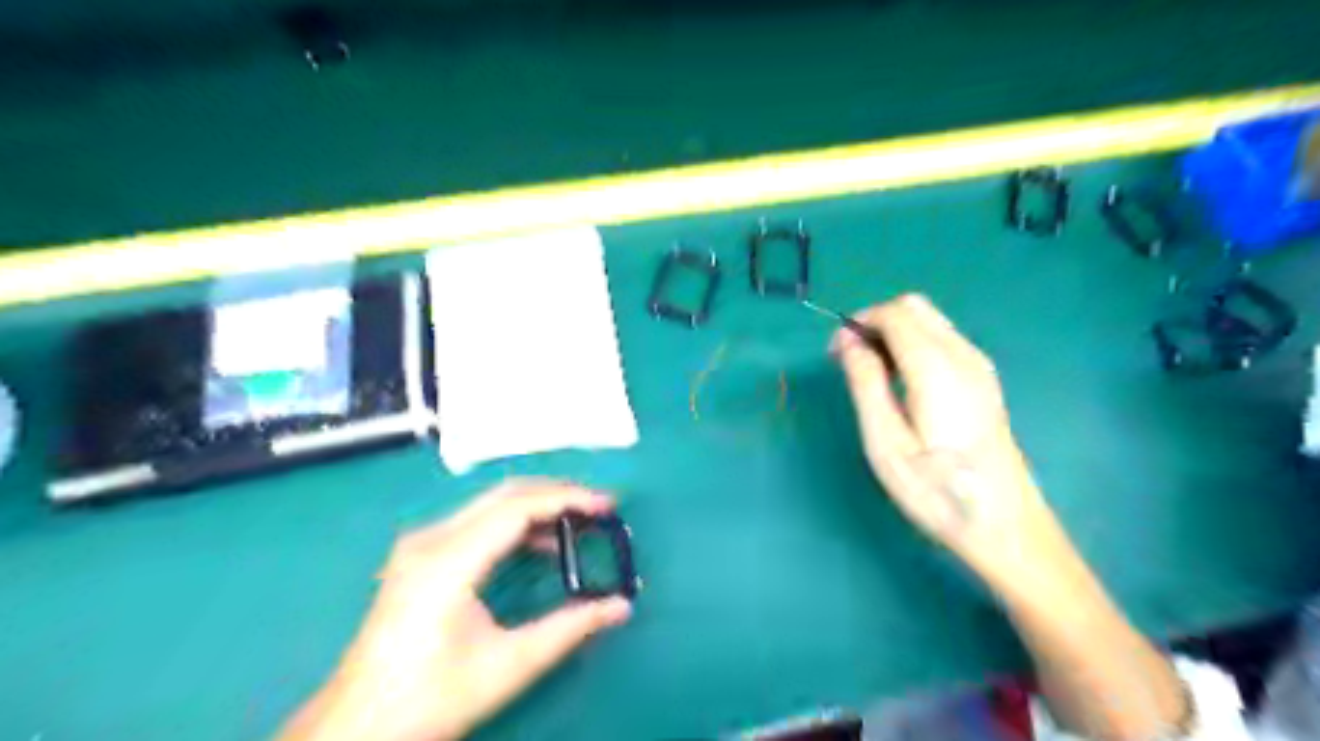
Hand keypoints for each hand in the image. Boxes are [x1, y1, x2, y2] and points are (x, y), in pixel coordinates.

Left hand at [287, 480, 637, 740]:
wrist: (357, 727)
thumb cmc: (431, 698)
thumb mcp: (509, 665)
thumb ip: (570, 628)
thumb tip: (621, 606)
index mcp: (447, 561)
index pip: (517, 507)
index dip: (567, 500)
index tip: (607, 505)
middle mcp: (430, 539)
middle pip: (504, 494)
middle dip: (557, 494)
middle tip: (599, 506)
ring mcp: (421, 544)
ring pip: (491, 504)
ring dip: (538, 506)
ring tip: (580, 522)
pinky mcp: (420, 555)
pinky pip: (477, 521)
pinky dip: (515, 523)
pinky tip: (542, 544)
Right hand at [839, 295, 1065, 579]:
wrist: (1003, 524)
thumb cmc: (935, 489)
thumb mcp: (885, 441)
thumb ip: (865, 382)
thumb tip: (847, 339)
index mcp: (936, 367)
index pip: (894, 314)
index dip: (858, 322)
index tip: (834, 354)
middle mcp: (963, 355)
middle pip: (914, 307)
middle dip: (875, 322)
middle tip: (850, 360)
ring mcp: (979, 366)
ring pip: (930, 321)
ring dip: (894, 333)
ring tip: (872, 374)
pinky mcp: (984, 380)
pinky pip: (942, 340)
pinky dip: (913, 345)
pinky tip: (902, 383)